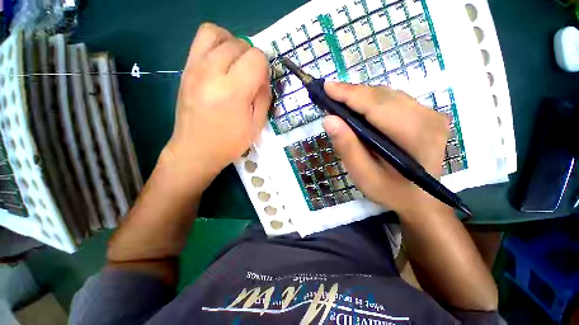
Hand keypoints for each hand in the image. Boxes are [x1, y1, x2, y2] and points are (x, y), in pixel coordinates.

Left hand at [161, 23, 270, 185]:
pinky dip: (216, 44)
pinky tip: (221, 63)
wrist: (195, 150)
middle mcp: (211, 73)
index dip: (264, 67)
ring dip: (232, 43)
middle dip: (251, 57)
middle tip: (251, 76)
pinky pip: (200, 40)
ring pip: (216, 33)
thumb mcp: (256, 125)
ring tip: (236, 62)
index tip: (262, 81)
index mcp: (233, 91)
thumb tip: (264, 77)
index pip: (255, 58)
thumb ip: (264, 97)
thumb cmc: (230, 143)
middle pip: (238, 44)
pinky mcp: (185, 69)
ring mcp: (194, 68)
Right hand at [322, 82, 449, 214]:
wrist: (420, 200)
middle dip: (352, 93)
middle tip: (329, 94)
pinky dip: (373, 101)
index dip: (349, 94)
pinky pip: (395, 100)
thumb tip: (329, 119)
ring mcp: (432, 114)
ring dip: (362, 96)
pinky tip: (360, 108)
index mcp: (414, 136)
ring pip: (388, 95)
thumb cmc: (390, 192)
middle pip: (383, 96)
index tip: (326, 87)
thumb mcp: (363, 175)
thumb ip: (347, 147)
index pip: (376, 106)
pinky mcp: (427, 115)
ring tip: (341, 101)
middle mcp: (428, 118)